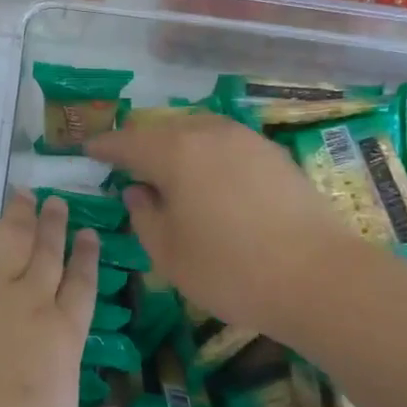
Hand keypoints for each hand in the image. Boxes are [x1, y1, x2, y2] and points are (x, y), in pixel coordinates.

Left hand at [0, 193, 119, 406]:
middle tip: (58, 202)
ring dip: (17, 215)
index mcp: (63, 338)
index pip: (82, 286)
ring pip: (7, 241)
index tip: (90, 233)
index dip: (88, 257)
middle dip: (55, 225)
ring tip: (23, 193)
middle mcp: (28, 304)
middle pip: (48, 254)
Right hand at [87, 113, 359, 336]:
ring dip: (176, 147)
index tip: (87, 150)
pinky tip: (210, 181)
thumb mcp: (169, 253)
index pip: (127, 142)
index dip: (104, 146)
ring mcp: (246, 139)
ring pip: (197, 132)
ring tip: (168, 172)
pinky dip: (207, 155)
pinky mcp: (273, 154)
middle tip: (126, 164)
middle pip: (163, 129)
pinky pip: (225, 144)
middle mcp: (209, 132)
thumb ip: (144, 215)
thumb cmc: (231, 269)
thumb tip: (137, 190)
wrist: (319, 276)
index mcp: (175, 152)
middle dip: (141, 144)